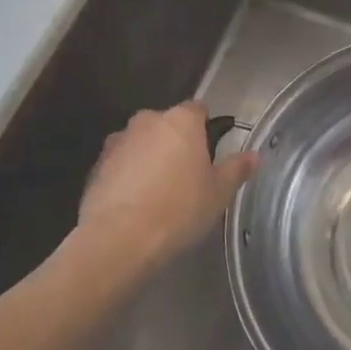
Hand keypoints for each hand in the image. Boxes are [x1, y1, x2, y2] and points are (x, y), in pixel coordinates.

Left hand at [73, 102, 256, 271]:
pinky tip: (135, 204)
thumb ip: (235, 169)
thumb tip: (254, 155)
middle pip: (167, 125)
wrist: (118, 240)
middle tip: (186, 177)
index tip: (209, 154)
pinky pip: (120, 164)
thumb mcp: (218, 194)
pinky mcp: (96, 165)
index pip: (198, 110)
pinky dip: (128, 176)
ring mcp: (117, 142)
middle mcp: (147, 121)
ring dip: (150, 158)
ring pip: (141, 143)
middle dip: (176, 143)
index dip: (206, 129)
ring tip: (158, 194)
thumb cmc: (178, 210)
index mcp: (181, 121)